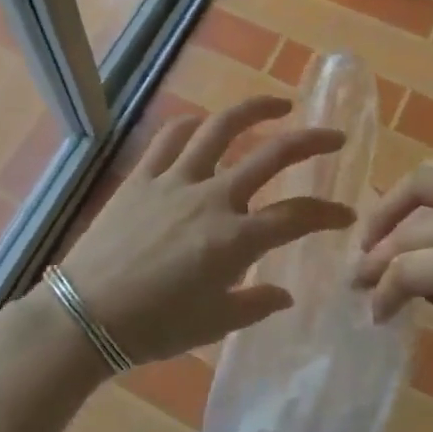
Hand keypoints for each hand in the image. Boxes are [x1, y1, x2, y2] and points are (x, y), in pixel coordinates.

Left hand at [52, 95, 356, 366]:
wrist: (86, 314)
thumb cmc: (154, 327)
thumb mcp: (213, 324)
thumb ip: (255, 304)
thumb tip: (285, 294)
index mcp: (236, 239)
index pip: (297, 216)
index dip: (328, 213)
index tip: (345, 214)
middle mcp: (212, 198)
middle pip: (272, 156)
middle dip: (311, 142)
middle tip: (334, 136)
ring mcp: (175, 180)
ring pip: (221, 129)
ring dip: (254, 110)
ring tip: (278, 104)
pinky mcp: (143, 176)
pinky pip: (169, 138)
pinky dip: (191, 124)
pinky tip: (202, 122)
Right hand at [353, 152, 432, 389]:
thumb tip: (402, 279)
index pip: (413, 268)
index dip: (382, 289)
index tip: (371, 308)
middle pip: (414, 224)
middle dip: (377, 251)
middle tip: (359, 272)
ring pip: (428, 177)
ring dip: (392, 202)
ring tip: (375, 228)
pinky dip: (429, 181)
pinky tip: (416, 202)